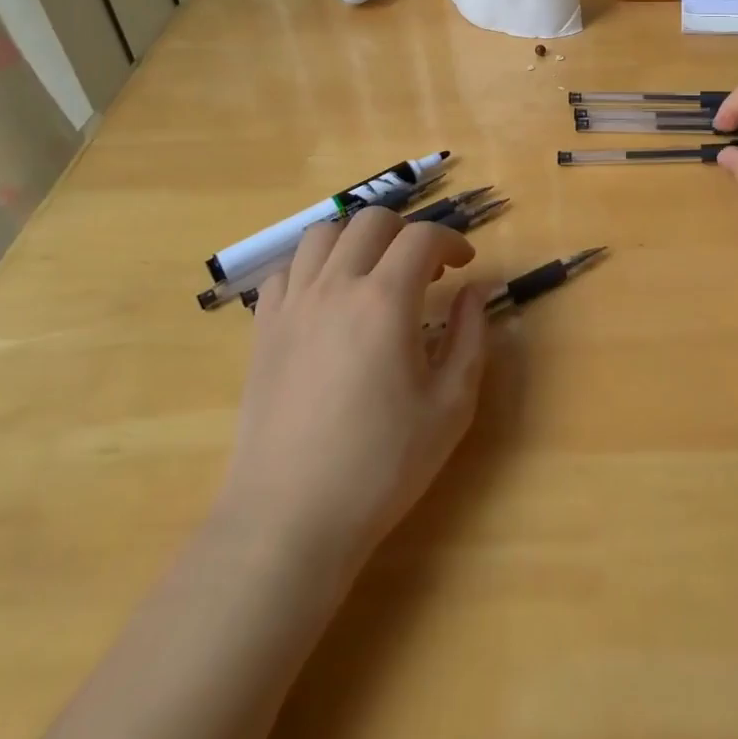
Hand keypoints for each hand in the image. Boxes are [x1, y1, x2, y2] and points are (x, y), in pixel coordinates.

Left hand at [216, 208, 487, 575]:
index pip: (422, 237)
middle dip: (407, 232)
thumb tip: (475, 290)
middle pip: (372, 221)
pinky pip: (286, 270)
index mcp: (385, 300)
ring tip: (373, 274)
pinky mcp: (263, 328)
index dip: (451, 241)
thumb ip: (470, 336)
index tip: (464, 265)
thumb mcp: (450, 405)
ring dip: (357, 240)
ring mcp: (292, 304)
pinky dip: (314, 268)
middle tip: (424, 270)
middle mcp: (335, 286)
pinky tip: (327, 300)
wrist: (290, 517)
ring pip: (323, 234)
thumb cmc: (381, 465)